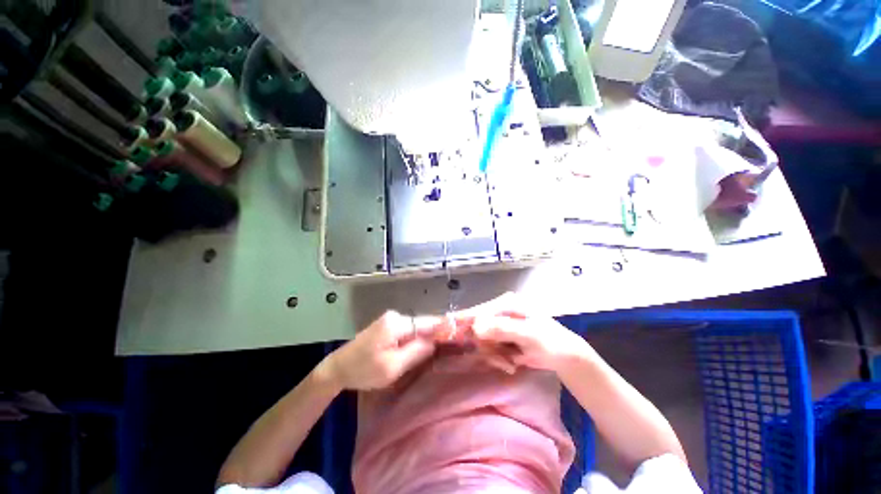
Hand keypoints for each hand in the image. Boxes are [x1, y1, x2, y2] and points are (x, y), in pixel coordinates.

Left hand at [322, 311, 441, 390]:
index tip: (461, 328)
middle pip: (422, 323)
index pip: (427, 322)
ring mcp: (391, 319)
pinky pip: (408, 329)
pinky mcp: (387, 325)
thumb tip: (435, 341)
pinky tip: (422, 346)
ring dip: (426, 336)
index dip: (444, 326)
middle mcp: (395, 316)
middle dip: (436, 333)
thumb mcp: (393, 367)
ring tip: (440, 346)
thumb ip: (416, 351)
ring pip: (416, 327)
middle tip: (452, 344)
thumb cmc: (363, 371)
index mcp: (397, 324)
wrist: (337, 368)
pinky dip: (417, 337)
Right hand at [461, 295, 589, 373]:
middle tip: (502, 360)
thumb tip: (477, 327)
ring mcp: (498, 324)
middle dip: (486, 346)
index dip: (462, 320)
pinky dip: (496, 358)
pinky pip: (487, 348)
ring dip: (493, 355)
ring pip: (481, 341)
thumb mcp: (530, 335)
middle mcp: (499, 311)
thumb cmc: (551, 341)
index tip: (444, 329)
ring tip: (510, 363)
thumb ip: (504, 329)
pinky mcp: (499, 337)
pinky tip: (510, 363)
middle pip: (476, 327)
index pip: (478, 311)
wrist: (564, 356)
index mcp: (505, 304)